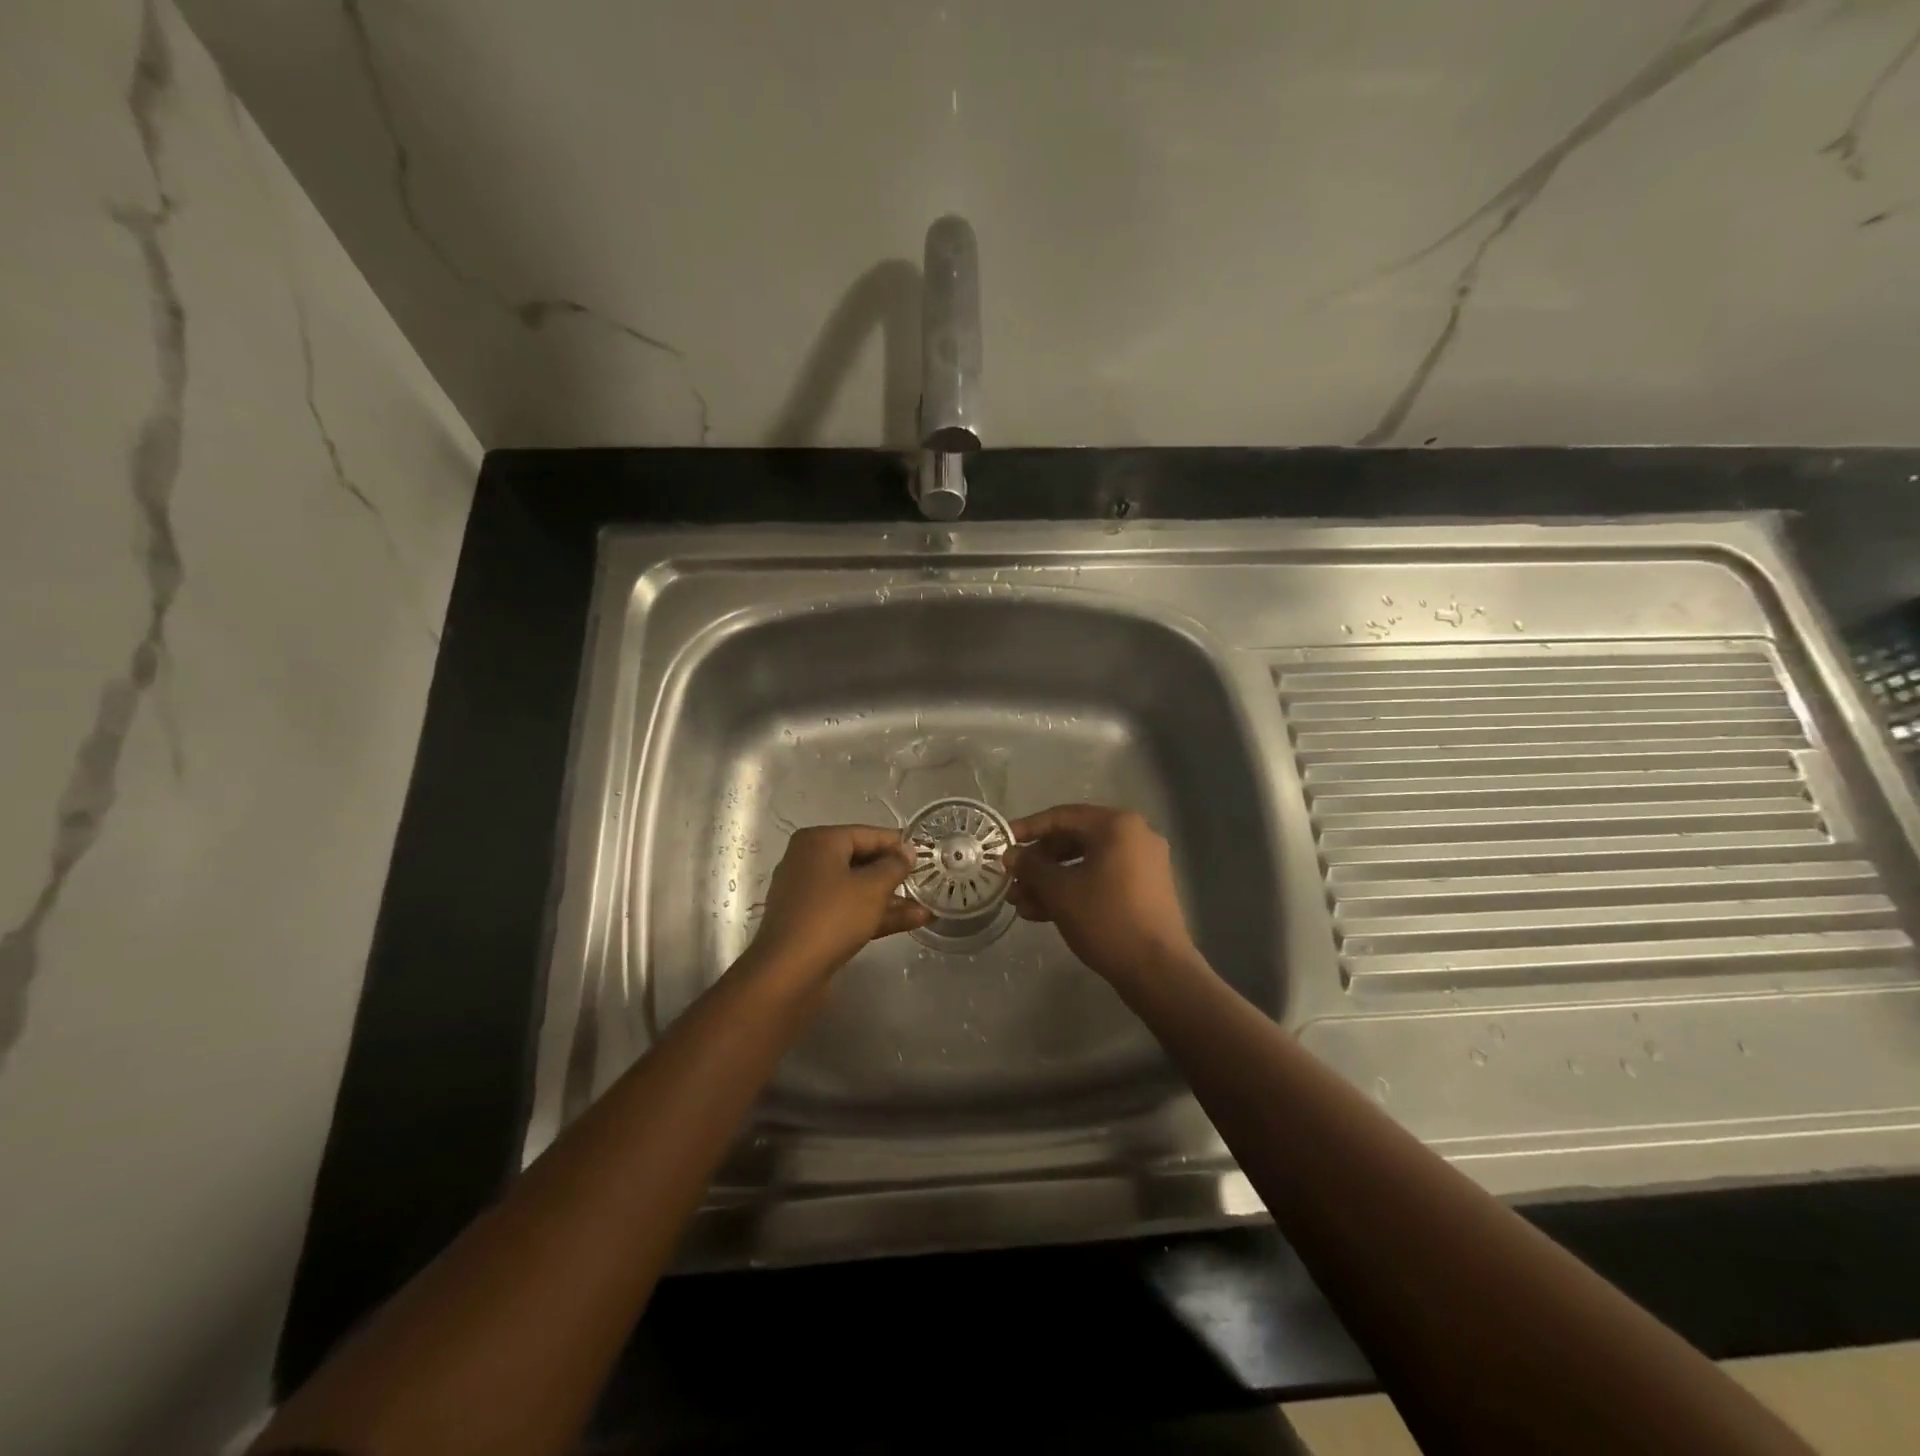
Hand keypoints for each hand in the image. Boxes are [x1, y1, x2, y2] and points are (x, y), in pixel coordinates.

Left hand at [748, 825, 930, 978]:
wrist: (788, 974)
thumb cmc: (832, 917)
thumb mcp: (872, 888)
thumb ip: (894, 866)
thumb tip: (907, 851)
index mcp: (818, 842)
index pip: (867, 834)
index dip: (898, 844)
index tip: (927, 854)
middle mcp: (809, 862)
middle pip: (861, 861)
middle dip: (895, 873)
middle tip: (928, 880)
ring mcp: (809, 895)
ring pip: (857, 889)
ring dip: (891, 898)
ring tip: (928, 905)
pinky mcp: (813, 923)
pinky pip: (850, 910)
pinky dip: (876, 914)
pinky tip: (913, 921)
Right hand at [1007, 805, 1198, 983]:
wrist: (1158, 970)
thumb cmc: (1105, 918)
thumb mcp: (1059, 891)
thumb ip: (1031, 866)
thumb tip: (1011, 855)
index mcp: (1117, 825)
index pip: (1061, 816)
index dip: (1027, 829)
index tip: (1001, 844)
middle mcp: (1134, 836)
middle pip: (1073, 840)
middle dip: (1038, 863)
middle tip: (1011, 880)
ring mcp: (1143, 864)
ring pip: (1085, 863)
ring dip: (1051, 881)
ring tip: (1020, 904)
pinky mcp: (1144, 890)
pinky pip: (1101, 879)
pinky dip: (1073, 891)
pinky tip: (1042, 913)